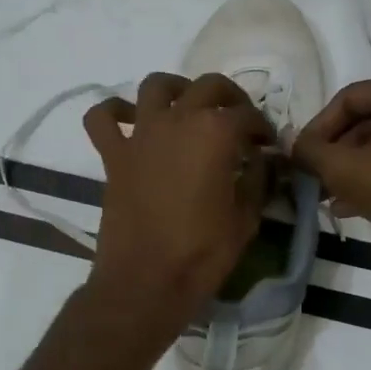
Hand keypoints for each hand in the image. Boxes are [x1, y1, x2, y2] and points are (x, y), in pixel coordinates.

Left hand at [82, 72, 275, 325]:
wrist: (145, 282)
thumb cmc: (202, 253)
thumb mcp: (246, 219)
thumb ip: (257, 180)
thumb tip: (263, 160)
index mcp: (216, 133)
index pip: (248, 116)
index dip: (263, 129)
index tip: (267, 146)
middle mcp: (178, 120)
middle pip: (209, 87)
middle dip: (230, 98)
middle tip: (238, 121)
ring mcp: (141, 135)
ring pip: (156, 86)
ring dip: (176, 89)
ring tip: (188, 108)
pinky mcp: (113, 155)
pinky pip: (103, 118)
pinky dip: (114, 111)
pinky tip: (128, 119)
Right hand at [292, 76, 370, 255]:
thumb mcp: (345, 169)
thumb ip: (311, 152)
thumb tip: (290, 142)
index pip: (346, 99)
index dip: (317, 127)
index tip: (301, 158)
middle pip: (366, 122)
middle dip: (336, 152)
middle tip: (315, 180)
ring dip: (354, 169)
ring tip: (330, 199)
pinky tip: (357, 208)